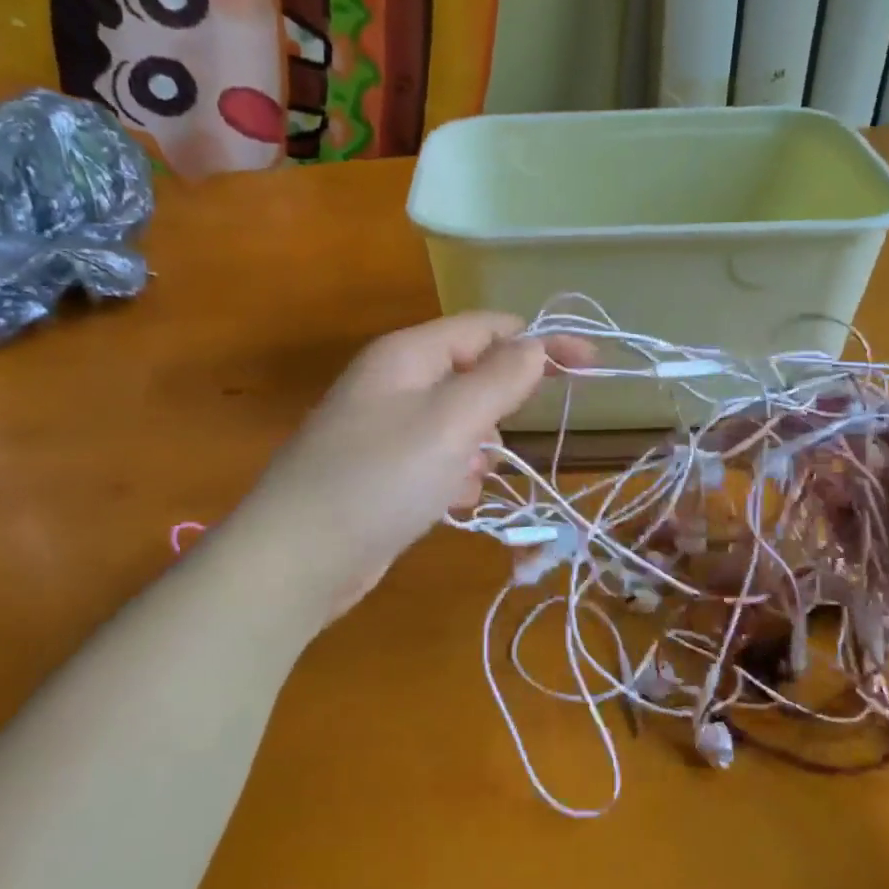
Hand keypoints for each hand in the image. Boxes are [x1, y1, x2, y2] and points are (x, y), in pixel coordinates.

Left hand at [232, 313, 591, 623]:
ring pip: (461, 424)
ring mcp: (386, 429)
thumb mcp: (451, 422)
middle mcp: (395, 383)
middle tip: (499, 442)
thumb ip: (500, 378)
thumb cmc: (380, 479)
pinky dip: (455, 477)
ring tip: (464, 480)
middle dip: (499, 407)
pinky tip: (449, 503)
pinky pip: (439, 459)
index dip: (541, 340)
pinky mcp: (384, 472)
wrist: (298, 560)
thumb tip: (535, 345)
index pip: (488, 328)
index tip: (590, 365)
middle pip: (473, 375)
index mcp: (408, 355)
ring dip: (478, 450)